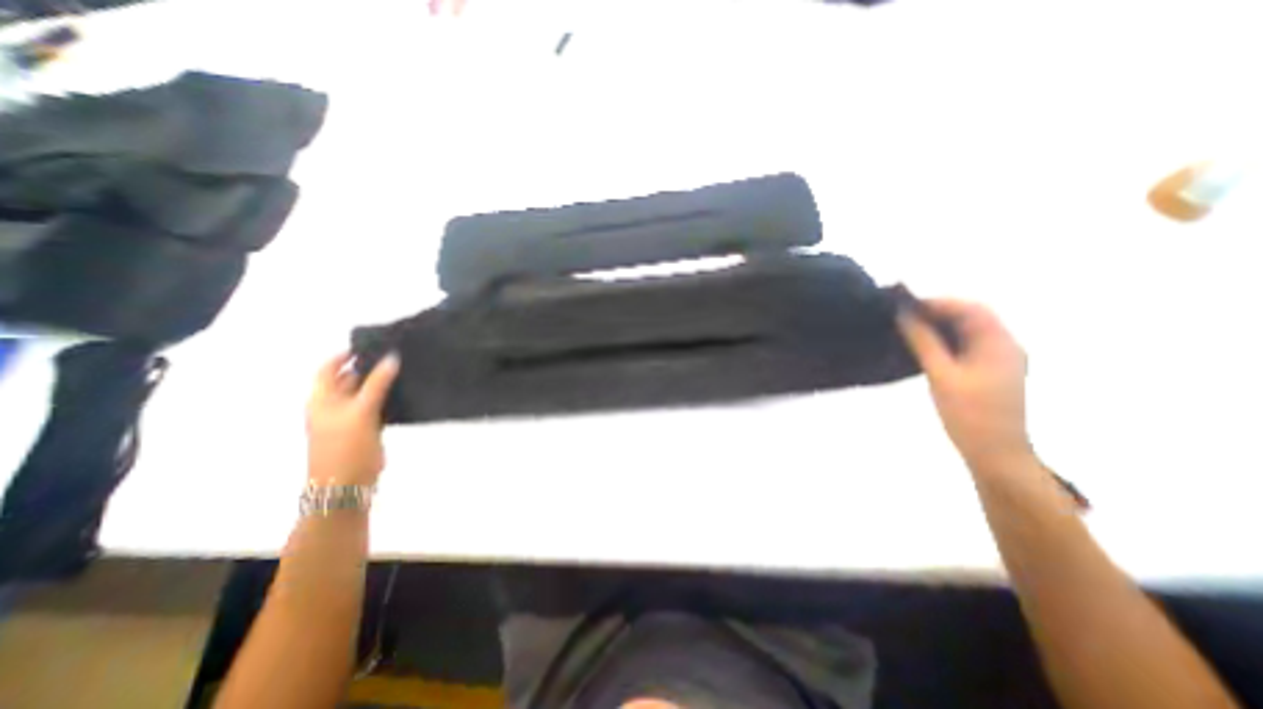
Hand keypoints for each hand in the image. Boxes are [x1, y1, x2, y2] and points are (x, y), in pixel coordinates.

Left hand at [306, 348, 397, 485]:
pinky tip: (405, 392)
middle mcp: (333, 405)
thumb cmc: (347, 446)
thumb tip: (392, 358)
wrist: (347, 484)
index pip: (329, 368)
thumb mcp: (362, 411)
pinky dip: (388, 397)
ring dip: (381, 382)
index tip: (372, 345)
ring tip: (405, 369)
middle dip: (369, 367)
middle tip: (396, 354)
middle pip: (349, 378)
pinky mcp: (366, 427)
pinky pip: (377, 405)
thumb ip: (377, 384)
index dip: (346, 355)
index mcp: (322, 399)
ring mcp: (350, 417)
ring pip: (366, 392)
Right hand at [892, 297, 1030, 470]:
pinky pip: (967, 346)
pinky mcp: (990, 372)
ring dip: (940, 326)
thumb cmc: (969, 414)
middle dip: (938, 312)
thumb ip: (923, 342)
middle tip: (904, 317)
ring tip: (908, 328)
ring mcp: (999, 360)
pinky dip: (945, 340)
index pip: (971, 309)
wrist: (995, 453)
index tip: (906, 306)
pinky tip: (924, 346)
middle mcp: (1005, 346)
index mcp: (1000, 344)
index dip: (938, 303)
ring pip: (969, 331)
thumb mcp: (941, 375)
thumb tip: (904, 315)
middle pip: (973, 317)